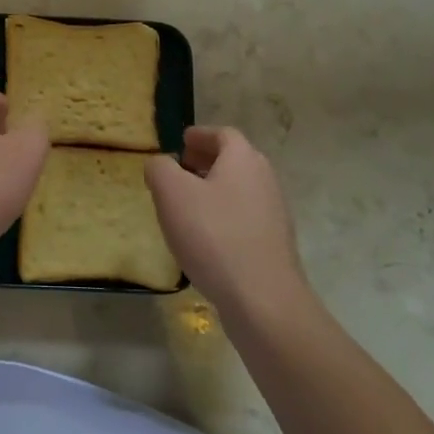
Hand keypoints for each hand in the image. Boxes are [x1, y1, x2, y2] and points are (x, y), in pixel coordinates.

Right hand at [146, 126, 311, 319]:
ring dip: (213, 190)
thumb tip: (161, 164)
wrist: (263, 299)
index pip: (223, 134)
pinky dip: (223, 216)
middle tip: (179, 170)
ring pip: (239, 190)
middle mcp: (264, 180)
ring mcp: (274, 214)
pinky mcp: (274, 245)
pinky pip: (244, 217)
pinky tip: (204, 237)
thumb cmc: (213, 235)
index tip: (181, 141)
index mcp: (243, 159)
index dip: (200, 135)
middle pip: (234, 160)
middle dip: (206, 161)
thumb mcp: (171, 193)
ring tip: (185, 205)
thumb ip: (160, 168)